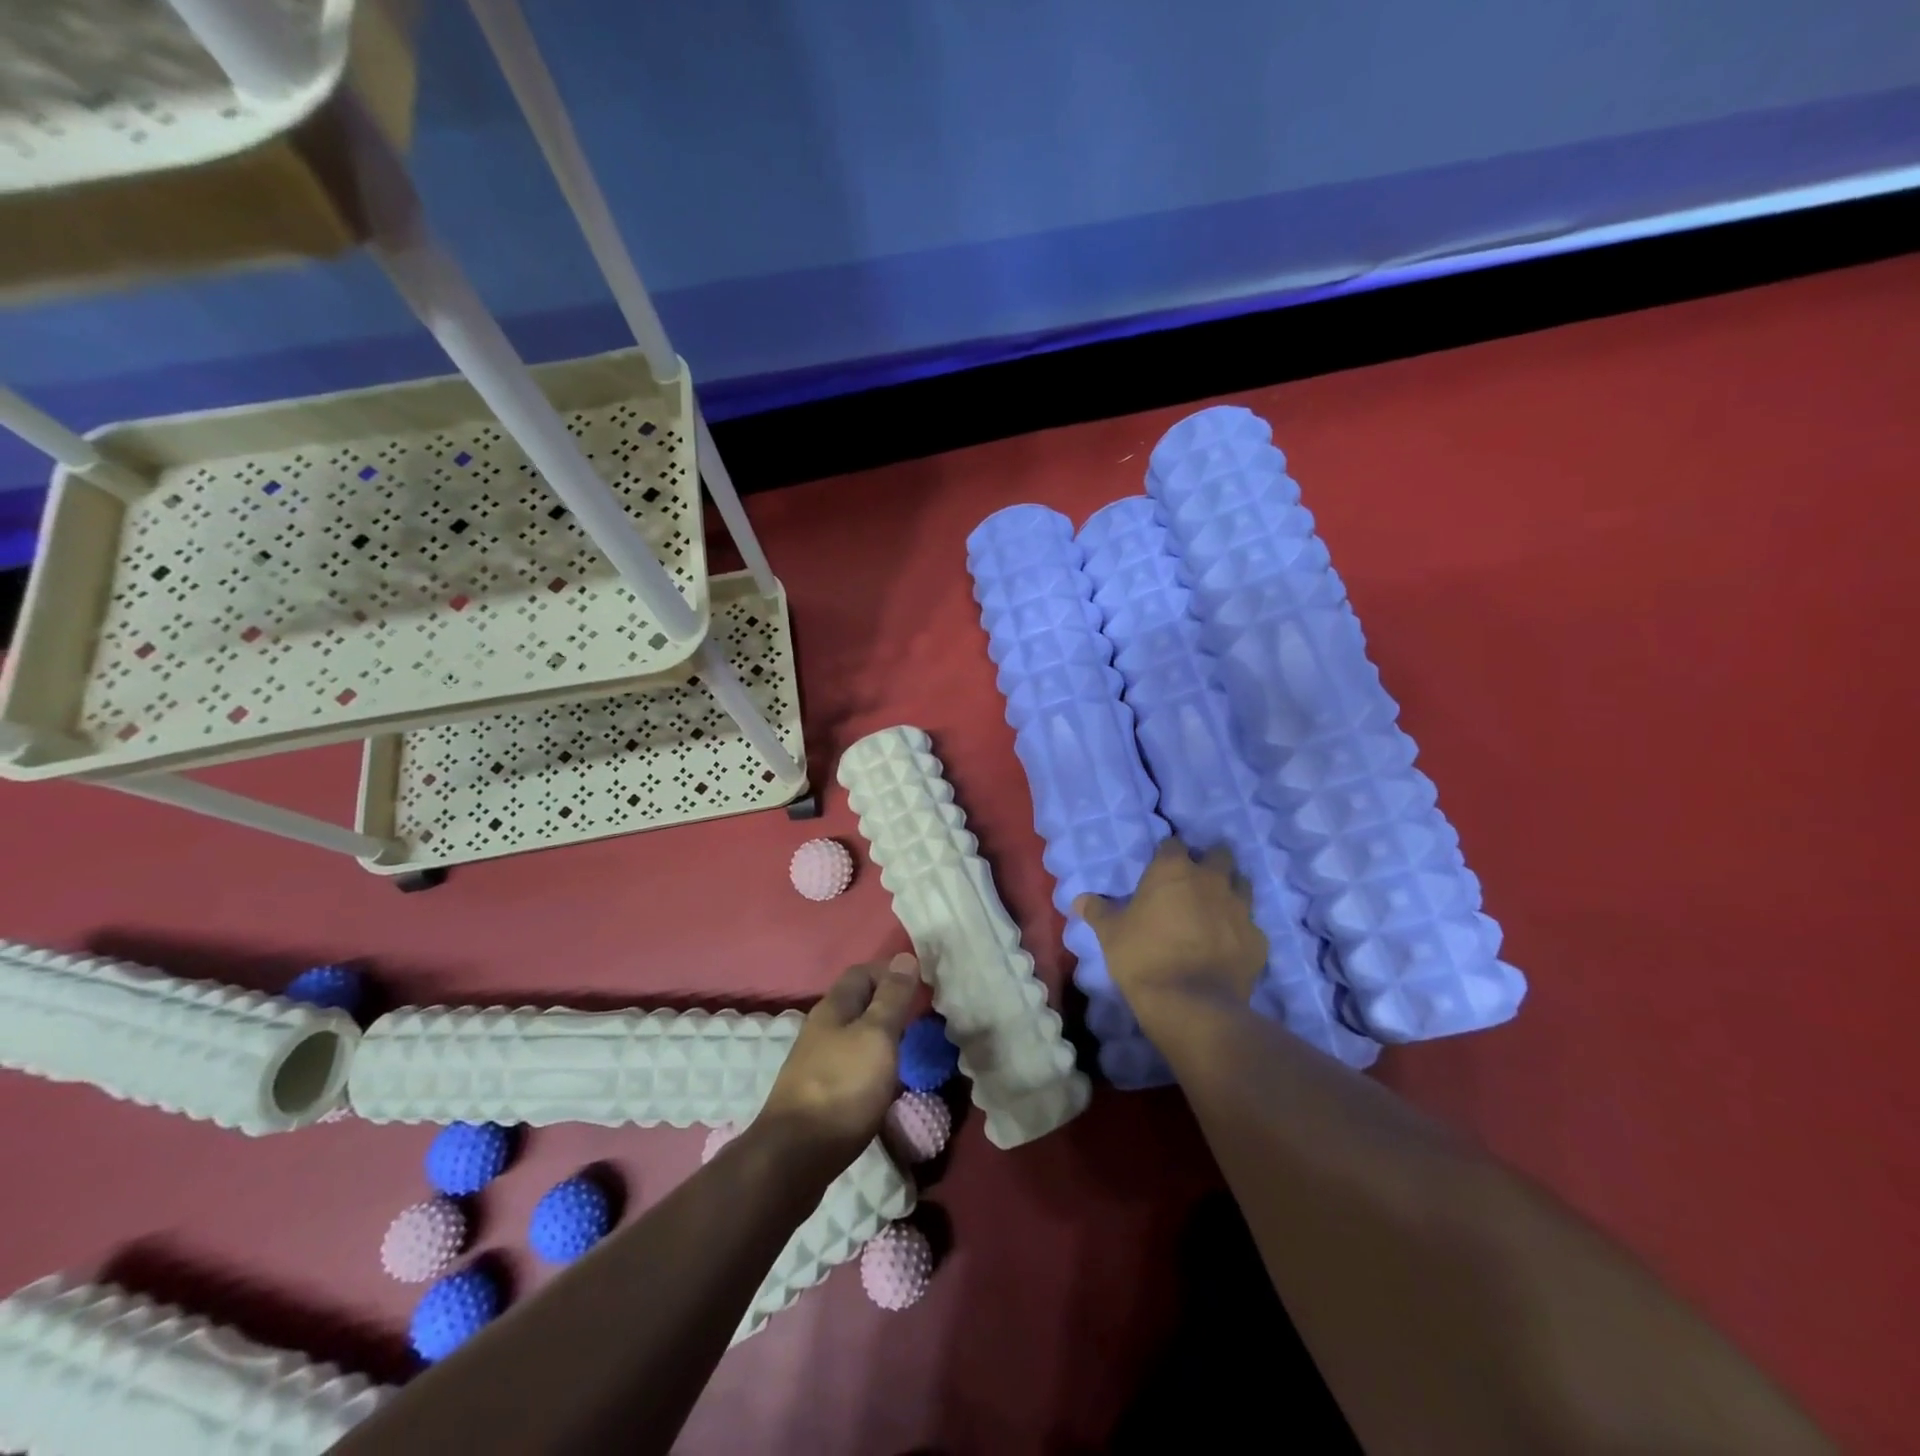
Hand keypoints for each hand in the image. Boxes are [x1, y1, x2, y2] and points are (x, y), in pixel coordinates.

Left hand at [757, 954, 920, 1169]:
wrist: (795, 1158)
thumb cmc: (843, 1088)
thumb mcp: (876, 1036)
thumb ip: (892, 998)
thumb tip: (906, 957)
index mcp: (833, 1008)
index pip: (862, 972)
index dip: (891, 971)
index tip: (922, 983)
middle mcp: (822, 1029)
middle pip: (858, 1003)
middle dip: (889, 1002)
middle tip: (922, 1015)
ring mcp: (817, 1062)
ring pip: (855, 1034)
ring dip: (882, 1034)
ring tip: (911, 1047)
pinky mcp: (819, 1093)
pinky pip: (852, 1064)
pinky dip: (873, 1062)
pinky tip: (887, 1080)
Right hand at [1074, 838, 1265, 1025]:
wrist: (1191, 1004)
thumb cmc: (1144, 958)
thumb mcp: (1110, 933)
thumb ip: (1097, 910)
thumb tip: (1079, 899)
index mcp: (1174, 870)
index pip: (1174, 845)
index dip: (1168, 854)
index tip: (1161, 867)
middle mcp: (1211, 880)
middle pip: (1219, 855)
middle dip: (1209, 862)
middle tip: (1194, 882)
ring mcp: (1240, 908)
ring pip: (1242, 884)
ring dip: (1230, 890)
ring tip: (1215, 907)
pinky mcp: (1258, 939)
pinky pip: (1251, 925)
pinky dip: (1241, 929)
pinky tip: (1229, 944)